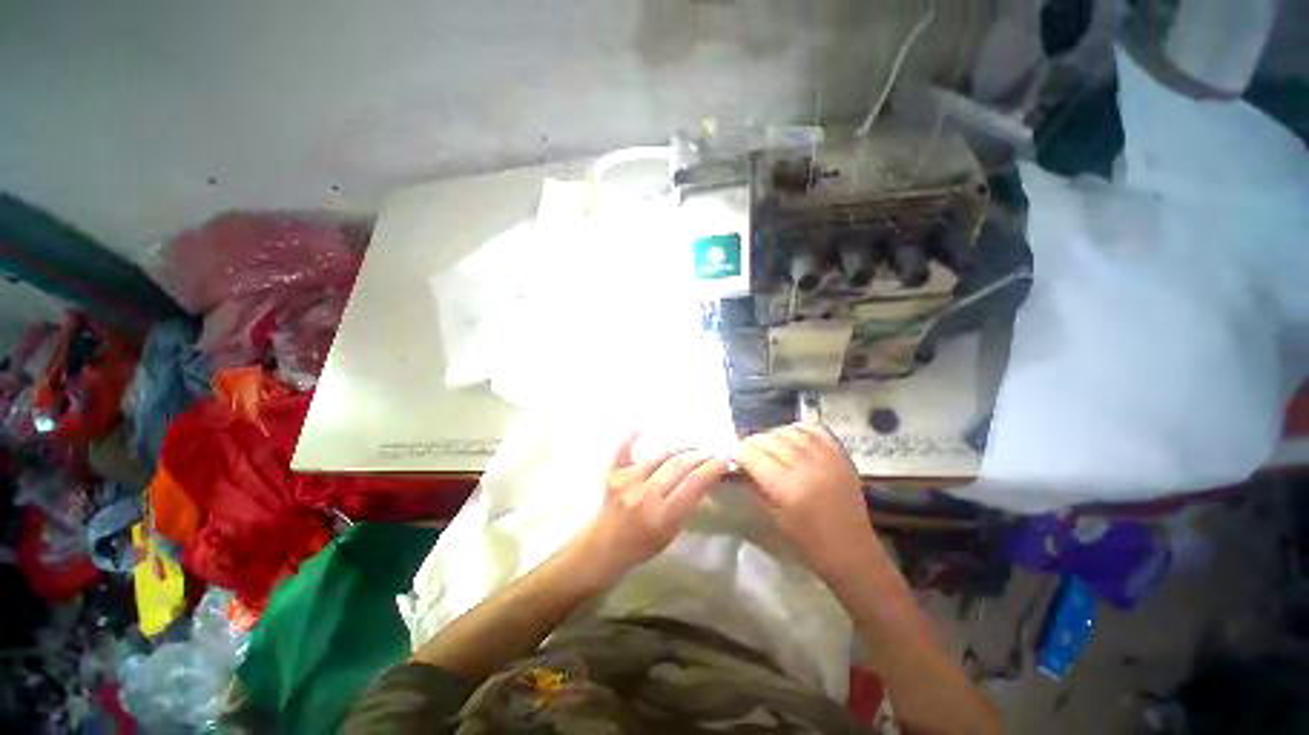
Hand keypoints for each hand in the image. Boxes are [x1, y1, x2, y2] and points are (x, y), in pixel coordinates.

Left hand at [573, 434, 728, 582]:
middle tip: (712, 452)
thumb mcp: (672, 534)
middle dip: (700, 455)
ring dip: (680, 448)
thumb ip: (686, 506)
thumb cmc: (642, 546)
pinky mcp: (613, 474)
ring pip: (660, 455)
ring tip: (692, 447)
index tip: (725, 460)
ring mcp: (627, 481)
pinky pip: (623, 450)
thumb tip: (702, 479)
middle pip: (680, 464)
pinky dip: (631, 438)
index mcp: (664, 514)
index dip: (713, 468)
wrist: (603, 548)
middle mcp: (646, 494)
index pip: (694, 483)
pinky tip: (641, 427)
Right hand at [734, 422, 877, 577]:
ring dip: (775, 433)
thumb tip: (741, 467)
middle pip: (772, 440)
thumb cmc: (809, 544)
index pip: (755, 457)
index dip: (739, 451)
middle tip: (747, 448)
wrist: (853, 552)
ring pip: (792, 432)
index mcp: (788, 489)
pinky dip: (800, 429)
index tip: (732, 452)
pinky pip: (817, 430)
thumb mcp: (775, 518)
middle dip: (754, 441)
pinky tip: (792, 434)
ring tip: (768, 442)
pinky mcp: (842, 456)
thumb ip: (757, 487)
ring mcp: (827, 459)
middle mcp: (807, 468)